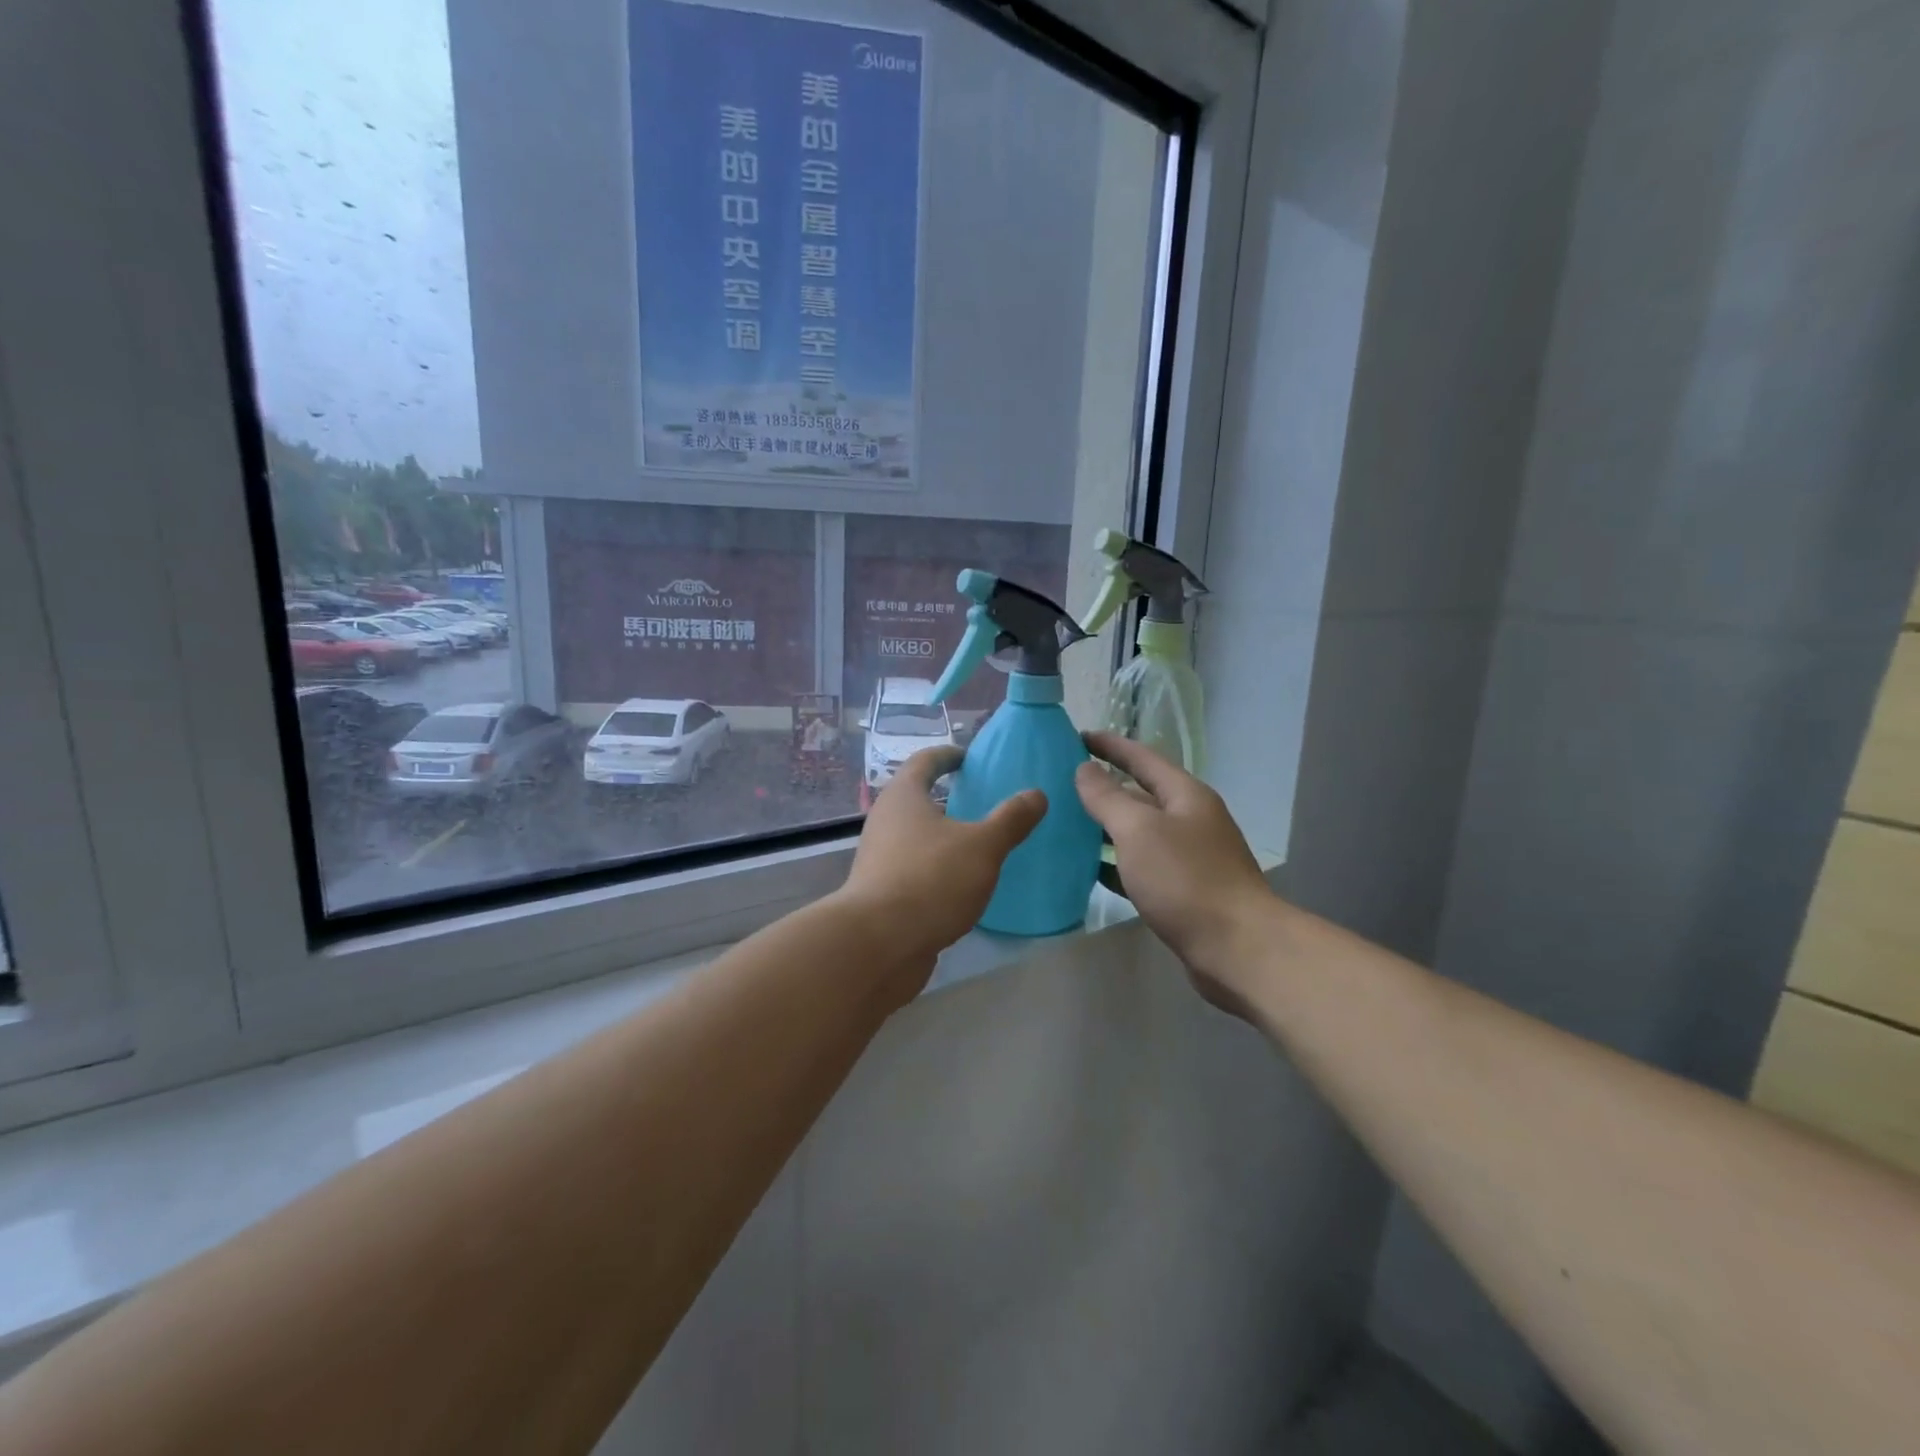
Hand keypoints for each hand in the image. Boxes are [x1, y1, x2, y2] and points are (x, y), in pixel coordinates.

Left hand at [837, 745, 1044, 980]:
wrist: (878, 944)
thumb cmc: (930, 880)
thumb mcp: (982, 847)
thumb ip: (1010, 819)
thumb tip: (1037, 794)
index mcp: (903, 796)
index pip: (925, 761)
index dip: (949, 755)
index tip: (971, 758)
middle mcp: (885, 821)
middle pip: (917, 798)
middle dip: (949, 797)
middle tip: (984, 802)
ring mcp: (880, 858)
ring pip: (916, 836)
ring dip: (943, 835)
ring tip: (980, 844)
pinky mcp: (882, 893)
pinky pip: (915, 868)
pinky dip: (937, 868)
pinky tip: (963, 885)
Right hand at [1074, 732, 1271, 1006]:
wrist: (1238, 948)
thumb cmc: (1186, 879)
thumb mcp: (1139, 830)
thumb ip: (1108, 797)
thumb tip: (1085, 768)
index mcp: (1185, 795)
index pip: (1141, 757)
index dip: (1109, 745)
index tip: (1076, 737)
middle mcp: (1191, 819)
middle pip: (1142, 793)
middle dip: (1106, 786)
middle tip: (1063, 784)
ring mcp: (1191, 857)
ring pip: (1141, 832)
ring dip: (1108, 826)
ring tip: (1068, 824)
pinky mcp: (1185, 891)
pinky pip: (1143, 865)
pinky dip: (1116, 862)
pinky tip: (1090, 869)